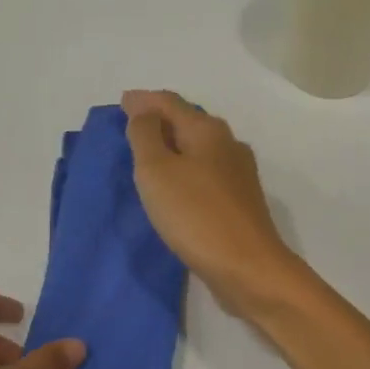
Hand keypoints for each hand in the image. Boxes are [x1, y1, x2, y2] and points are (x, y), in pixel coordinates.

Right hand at [121, 90, 305, 318]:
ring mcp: (239, 175)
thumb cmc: (196, 215)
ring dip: (174, 147)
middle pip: (189, 122)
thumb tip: (146, 111)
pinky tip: (175, 186)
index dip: (144, 101)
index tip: (121, 103)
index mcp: (208, 130)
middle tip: (131, 127)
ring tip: (148, 156)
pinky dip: (186, 171)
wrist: (248, 267)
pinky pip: (206, 175)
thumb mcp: (157, 170)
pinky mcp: (240, 203)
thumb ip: (146, 135)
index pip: (170, 103)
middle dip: (160, 121)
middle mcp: (228, 145)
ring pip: (199, 150)